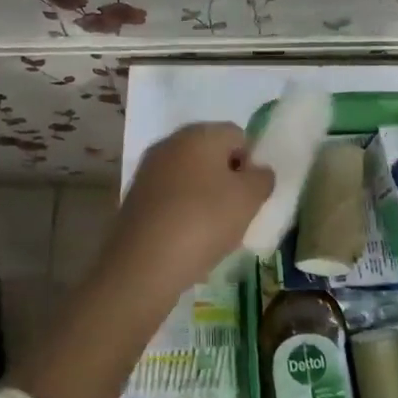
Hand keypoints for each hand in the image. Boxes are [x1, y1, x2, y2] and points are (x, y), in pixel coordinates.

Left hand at [90, 122, 273, 308]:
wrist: (143, 264)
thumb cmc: (204, 221)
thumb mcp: (249, 199)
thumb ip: (262, 178)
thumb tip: (257, 171)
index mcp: (200, 133)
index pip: (238, 136)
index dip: (251, 163)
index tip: (251, 194)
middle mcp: (170, 143)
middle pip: (211, 155)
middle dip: (227, 180)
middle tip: (236, 212)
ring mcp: (148, 170)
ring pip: (190, 177)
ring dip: (205, 196)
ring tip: (213, 231)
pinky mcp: (134, 197)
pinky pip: (170, 197)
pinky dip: (183, 211)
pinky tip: (187, 238)